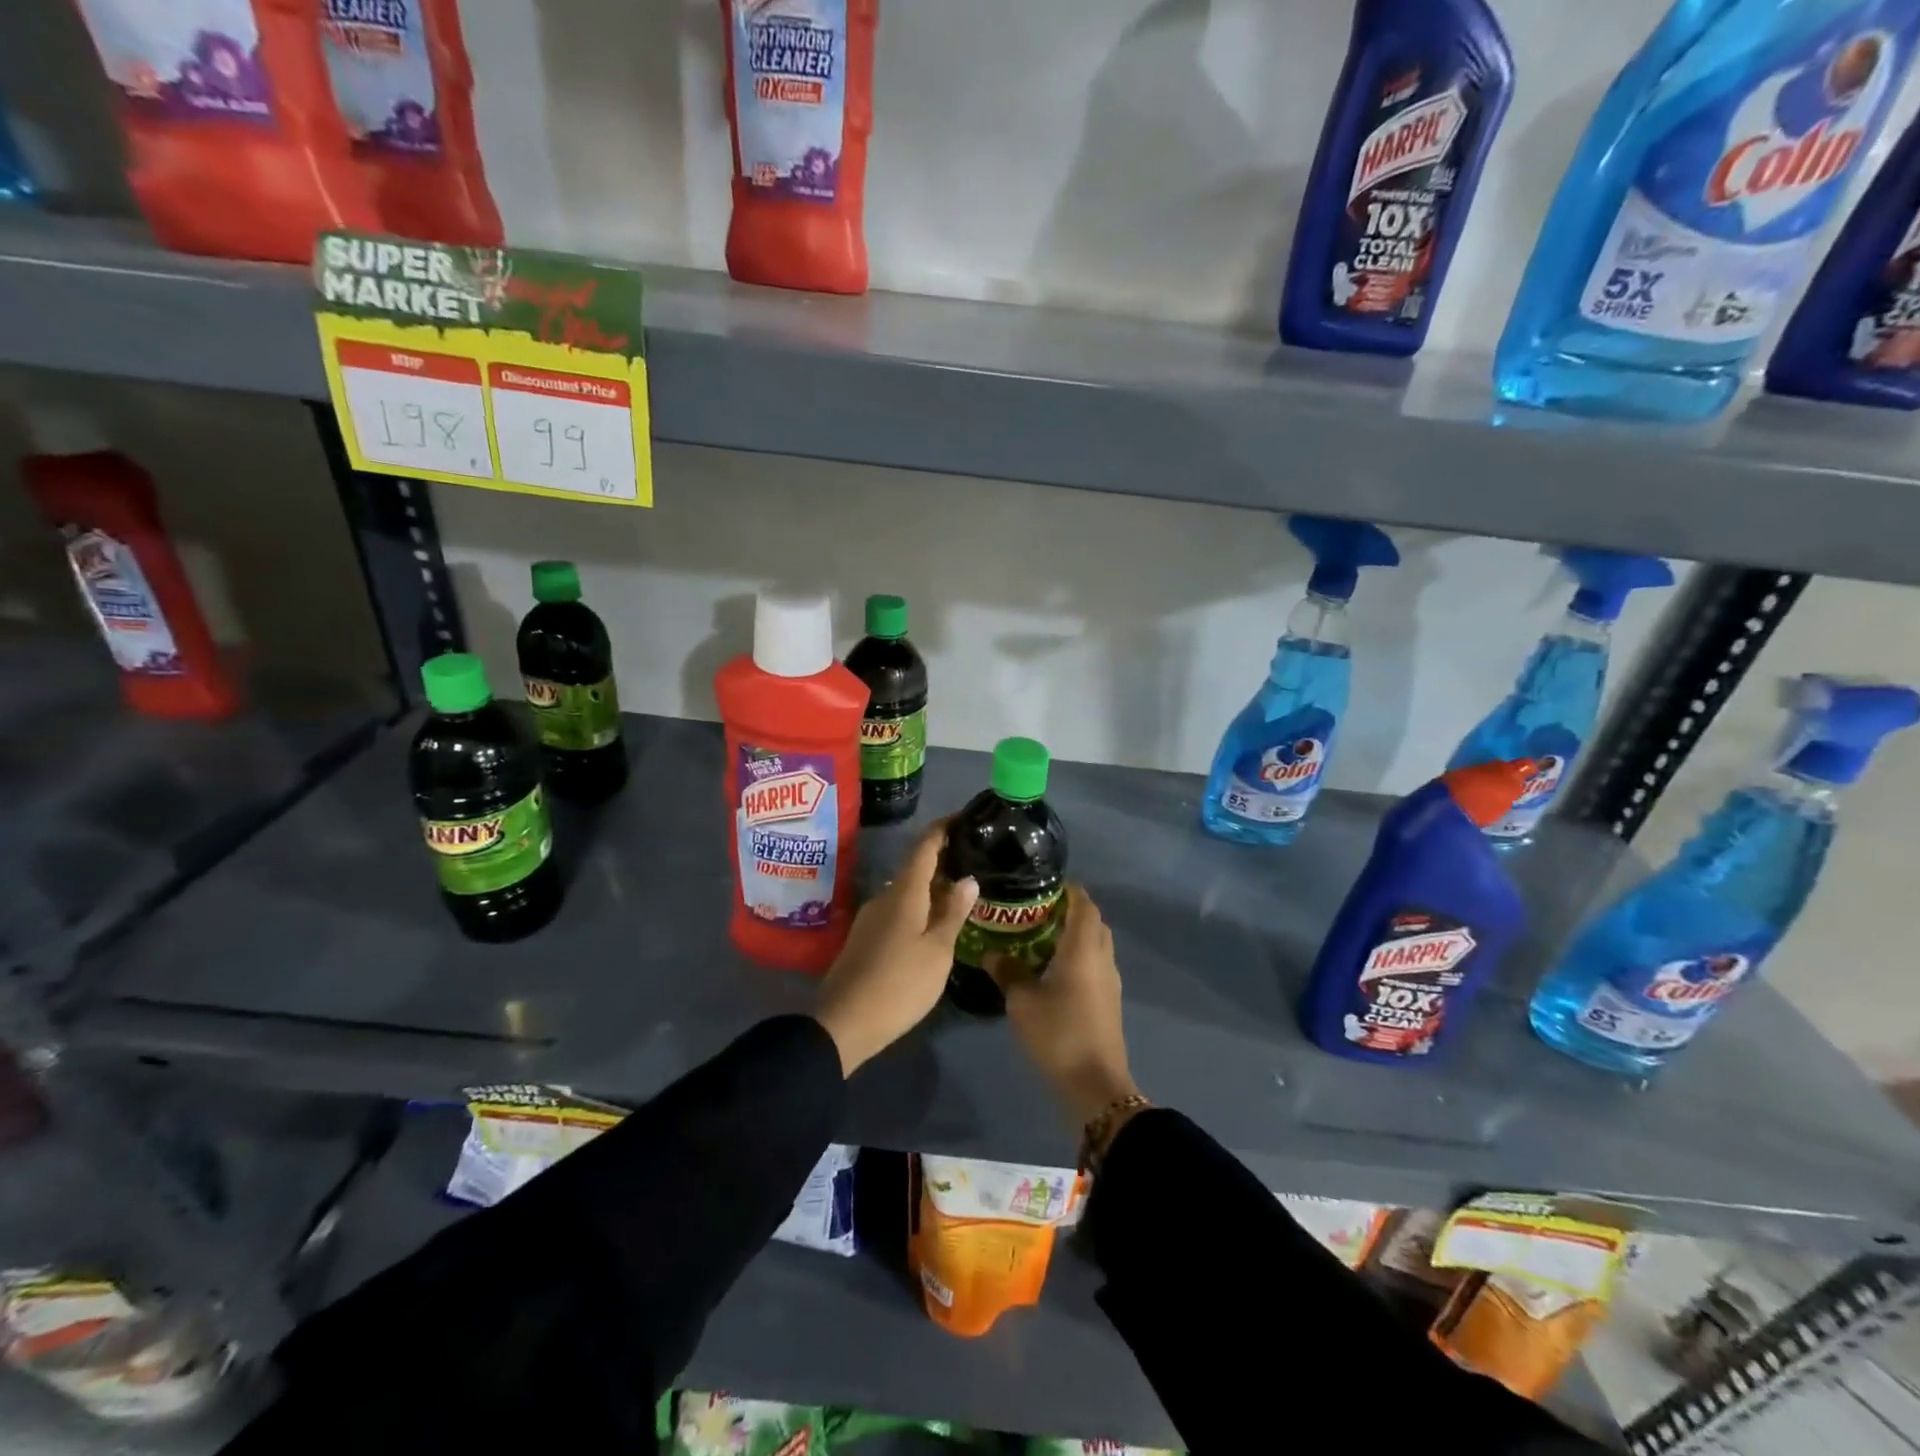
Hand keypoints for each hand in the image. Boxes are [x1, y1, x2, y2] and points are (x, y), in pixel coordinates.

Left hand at [814, 821, 977, 1075]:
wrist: (843, 1024)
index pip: (924, 847)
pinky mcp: (864, 939)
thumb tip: (968, 878)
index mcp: (904, 893)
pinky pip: (897, 911)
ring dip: (931, 888)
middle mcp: (884, 896)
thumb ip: (953, 913)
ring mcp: (870, 918)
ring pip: (906, 892)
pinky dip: (918, 908)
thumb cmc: (899, 985)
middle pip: (915, 868)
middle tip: (973, 861)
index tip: (963, 819)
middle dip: (942, 861)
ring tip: (960, 895)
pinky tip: (933, 925)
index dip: (942, 829)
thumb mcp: (937, 951)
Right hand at [993, 886, 1139, 1125]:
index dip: (1068, 890)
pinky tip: (1054, 970)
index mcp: (1083, 949)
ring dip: (1076, 935)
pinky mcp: (1109, 1001)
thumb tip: (991, 953)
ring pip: (1096, 944)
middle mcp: (1101, 958)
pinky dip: (1079, 956)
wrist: (1094, 1086)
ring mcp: (1110, 981)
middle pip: (1093, 922)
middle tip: (1038, 912)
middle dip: (1070, 911)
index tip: (1044, 886)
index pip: (1083, 904)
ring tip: (1042, 938)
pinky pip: (1096, 964)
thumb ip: (1007, 972)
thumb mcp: (1022, 1002)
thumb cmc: (1057, 1034)